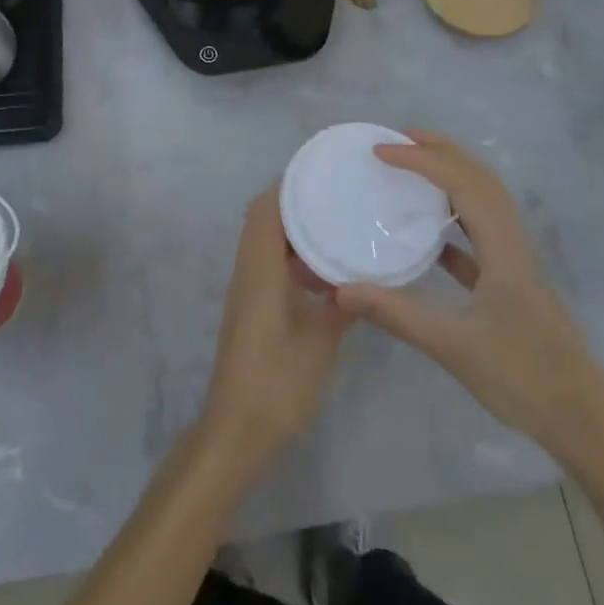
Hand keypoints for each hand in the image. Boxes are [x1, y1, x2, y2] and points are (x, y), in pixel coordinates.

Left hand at [202, 188, 354, 468]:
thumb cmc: (276, 383)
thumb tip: (367, 278)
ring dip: (294, 231)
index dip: (288, 186)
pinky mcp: (252, 309)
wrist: (236, 430)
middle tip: (336, 197)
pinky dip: (293, 257)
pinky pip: (270, 265)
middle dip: (295, 203)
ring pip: (266, 243)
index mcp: (259, 270)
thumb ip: (343, 305)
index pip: (265, 210)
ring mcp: (247, 291)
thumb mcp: (319, 342)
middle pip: (264, 221)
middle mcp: (247, 271)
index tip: (322, 174)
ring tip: (337, 225)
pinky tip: (327, 273)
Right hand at [333, 131, 603, 460]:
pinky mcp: (512, 284)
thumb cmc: (523, 376)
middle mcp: (512, 243)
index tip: (380, 151)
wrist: (583, 420)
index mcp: (502, 247)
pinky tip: (431, 236)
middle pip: (480, 179)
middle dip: (441, 151)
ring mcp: (515, 263)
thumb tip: (342, 290)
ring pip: (484, 202)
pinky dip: (455, 219)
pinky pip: (481, 234)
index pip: (461, 183)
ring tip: (414, 169)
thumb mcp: (454, 346)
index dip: (421, 160)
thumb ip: (397, 314)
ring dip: (451, 177)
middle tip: (399, 138)